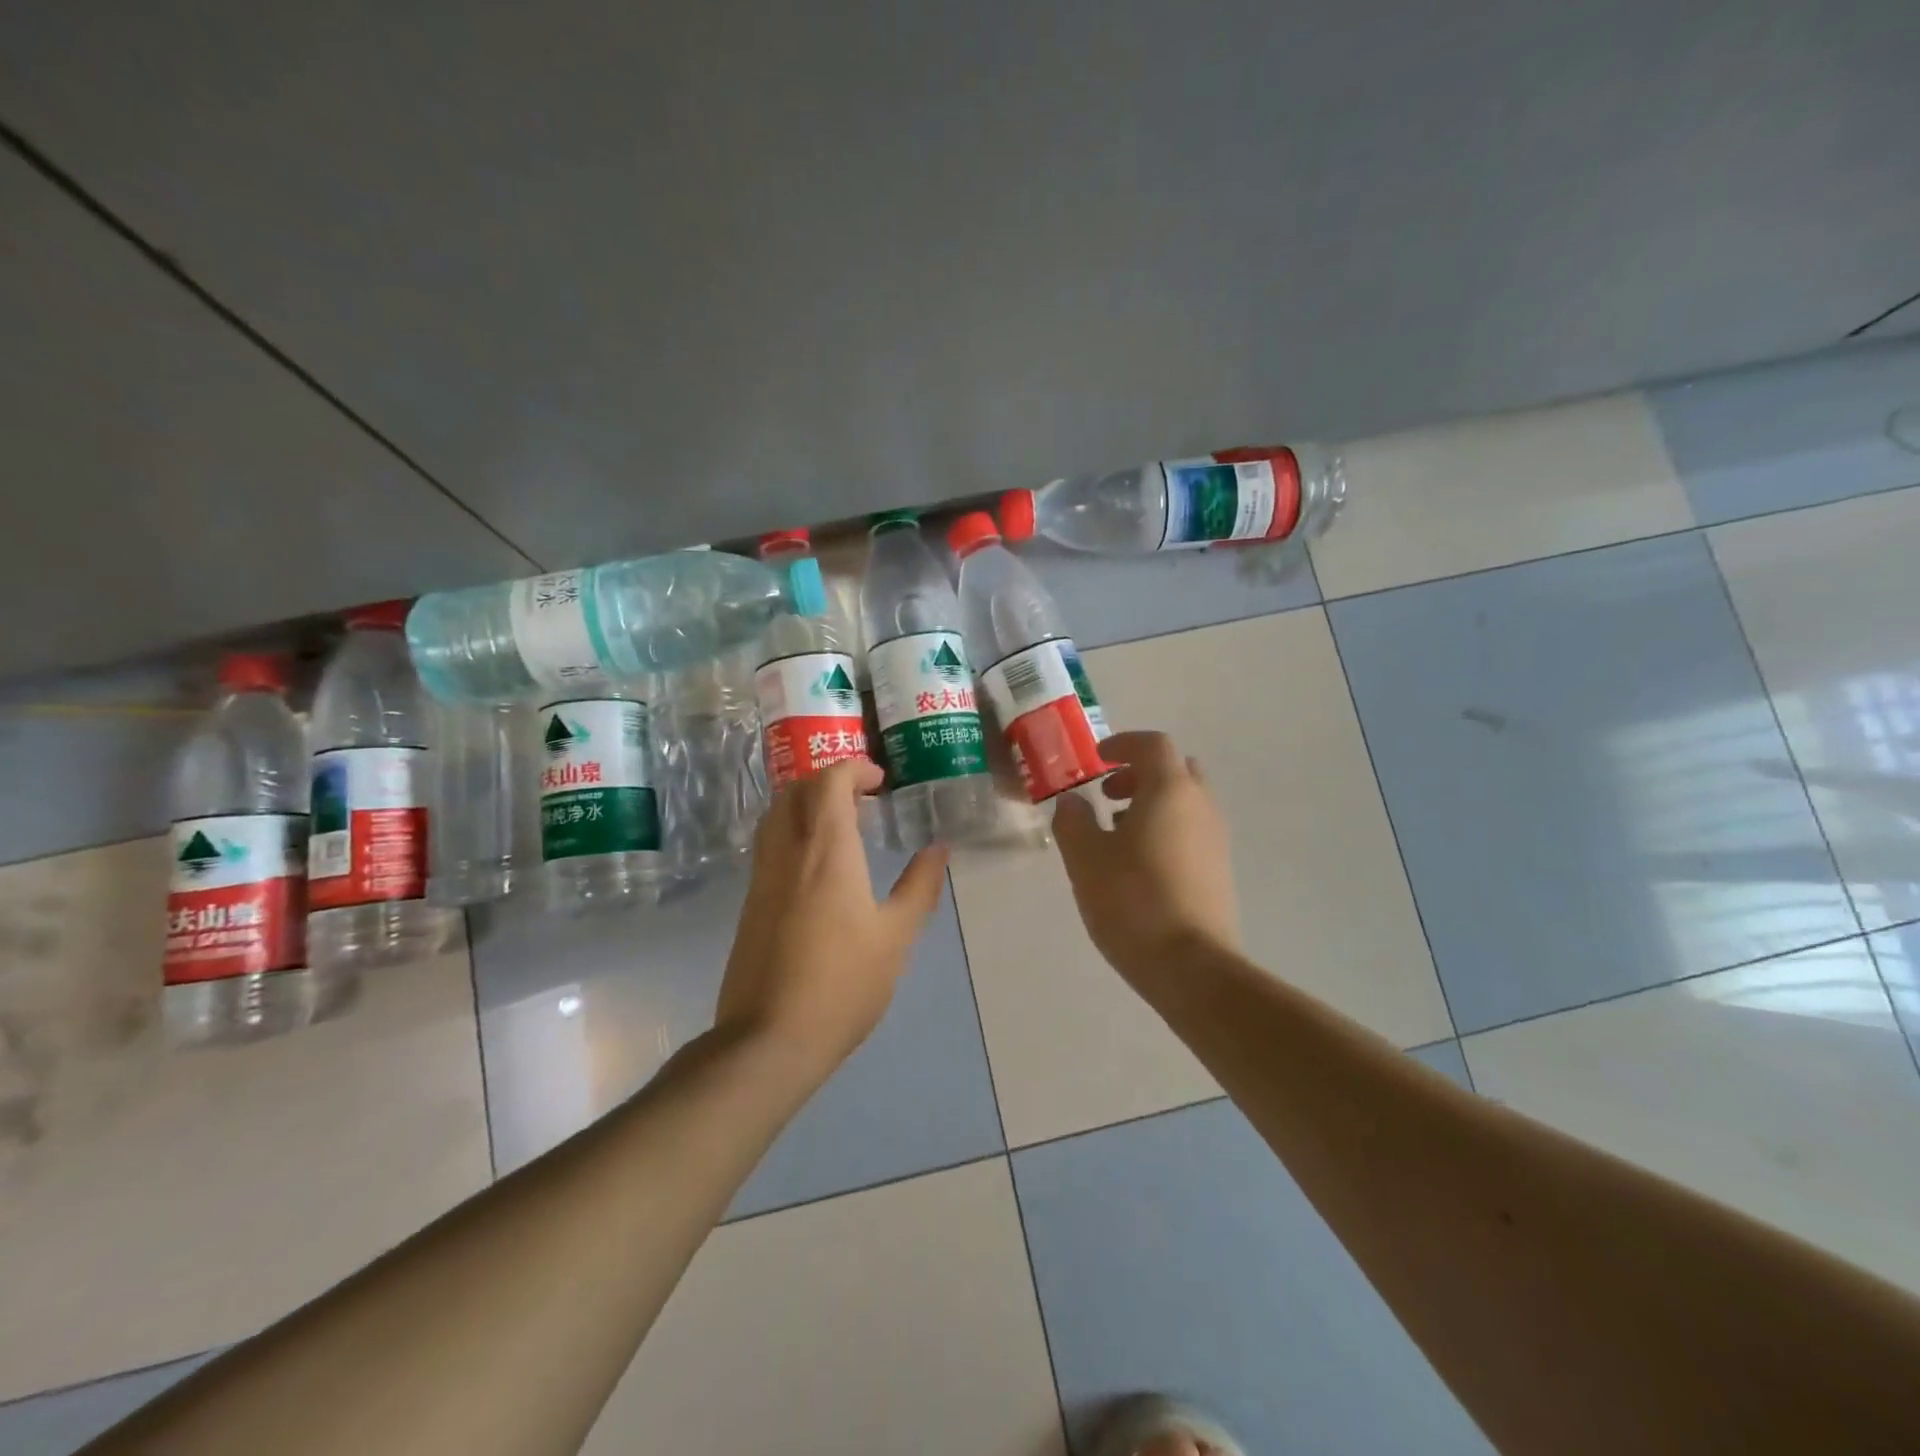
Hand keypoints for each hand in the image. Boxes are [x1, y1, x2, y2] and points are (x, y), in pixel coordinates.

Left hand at [716, 758, 948, 1079]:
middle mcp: (787, 852)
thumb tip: (938, 849)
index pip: (829, 782)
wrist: (769, 1039)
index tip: (881, 781)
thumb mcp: (895, 937)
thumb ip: (919, 887)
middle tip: (863, 799)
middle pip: (796, 790)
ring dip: (807, 804)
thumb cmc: (843, 984)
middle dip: (829, 781)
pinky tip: (818, 865)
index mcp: (826, 852)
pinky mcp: (750, 902)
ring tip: (842, 826)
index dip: (854, 769)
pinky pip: (769, 844)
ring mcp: (762, 877)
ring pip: (776, 815)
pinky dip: (793, 831)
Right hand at [1052, 731, 1240, 984]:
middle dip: (1139, 774)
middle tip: (1107, 794)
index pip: (1153, 744)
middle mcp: (1201, 806)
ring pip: (1184, 802)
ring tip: (1115, 834)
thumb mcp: (1085, 858)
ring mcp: (1216, 839)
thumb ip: (1073, 820)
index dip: (1123, 744)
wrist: (1192, 967)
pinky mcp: (1219, 870)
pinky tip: (1137, 865)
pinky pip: (1191, 830)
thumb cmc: (1132, 901)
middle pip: (1175, 770)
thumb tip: (1072, 802)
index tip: (1097, 759)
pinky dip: (1165, 829)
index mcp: (1170, 790)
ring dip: (1151, 804)